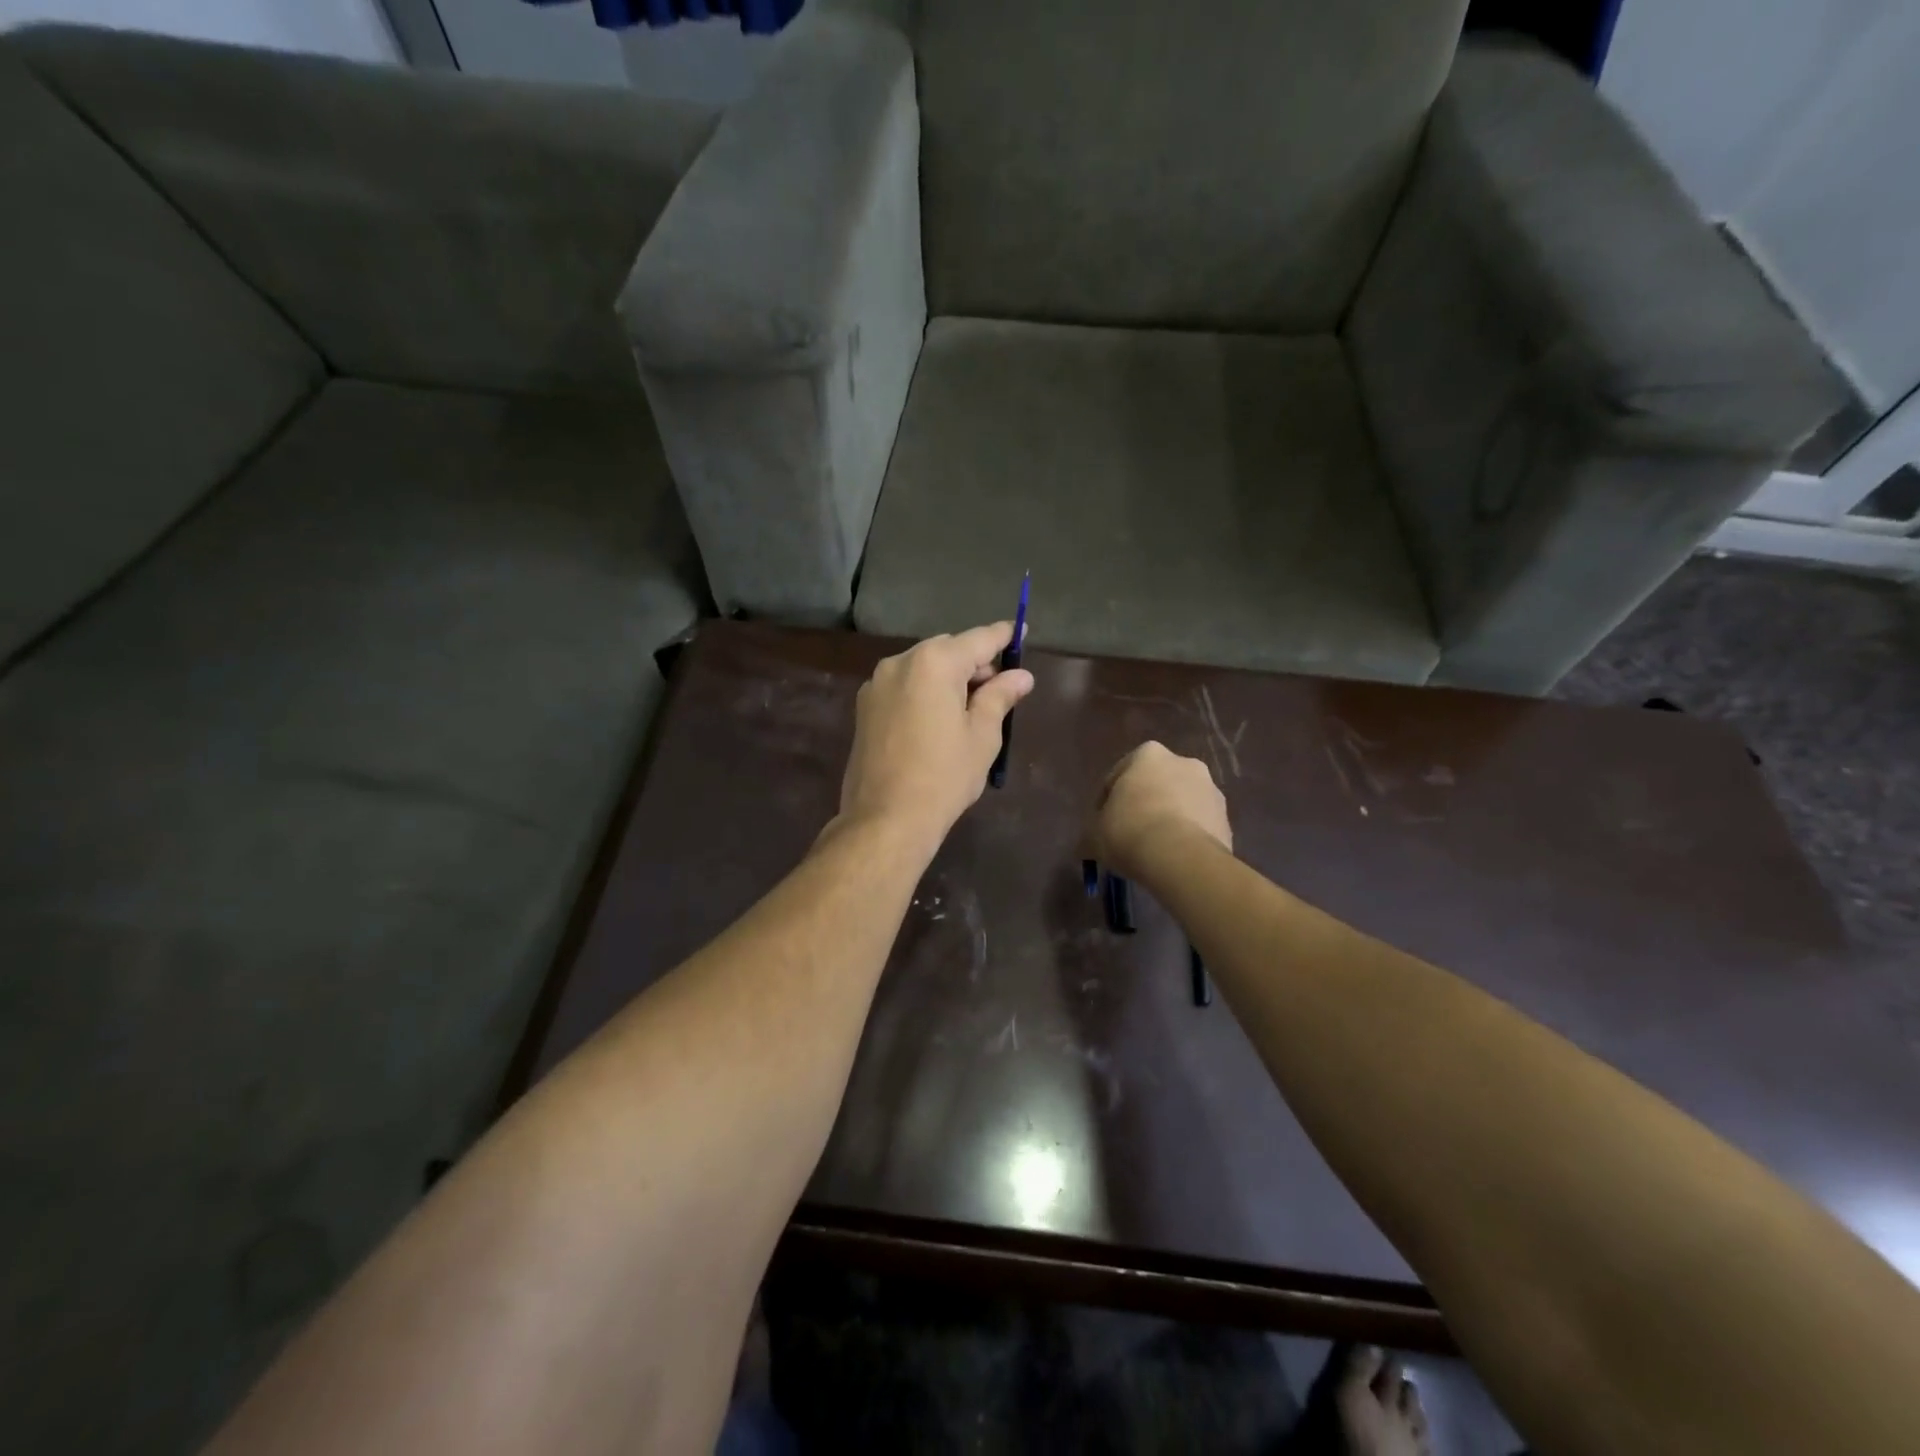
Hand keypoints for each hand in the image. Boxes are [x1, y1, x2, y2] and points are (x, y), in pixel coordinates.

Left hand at [837, 623, 1034, 853]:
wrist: (885, 819)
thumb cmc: (944, 776)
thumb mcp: (982, 736)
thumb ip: (1000, 696)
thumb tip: (1020, 676)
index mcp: (934, 663)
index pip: (978, 639)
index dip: (1004, 636)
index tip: (1022, 629)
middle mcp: (900, 662)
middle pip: (948, 650)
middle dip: (975, 662)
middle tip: (1001, 687)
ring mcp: (876, 684)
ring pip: (923, 667)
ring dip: (949, 678)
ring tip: (971, 708)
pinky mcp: (865, 707)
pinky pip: (904, 686)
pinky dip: (926, 691)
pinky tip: (939, 719)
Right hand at [1088, 741, 1231, 881]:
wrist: (1181, 858)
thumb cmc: (1129, 832)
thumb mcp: (1094, 834)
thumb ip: (1094, 831)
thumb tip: (1091, 842)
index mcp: (1148, 755)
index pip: (1119, 775)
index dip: (1107, 801)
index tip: (1102, 825)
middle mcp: (1184, 762)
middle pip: (1156, 785)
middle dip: (1144, 805)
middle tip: (1130, 835)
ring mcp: (1211, 790)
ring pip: (1181, 804)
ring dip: (1169, 820)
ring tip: (1155, 851)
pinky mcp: (1227, 819)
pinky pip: (1199, 827)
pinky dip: (1188, 838)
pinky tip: (1175, 860)